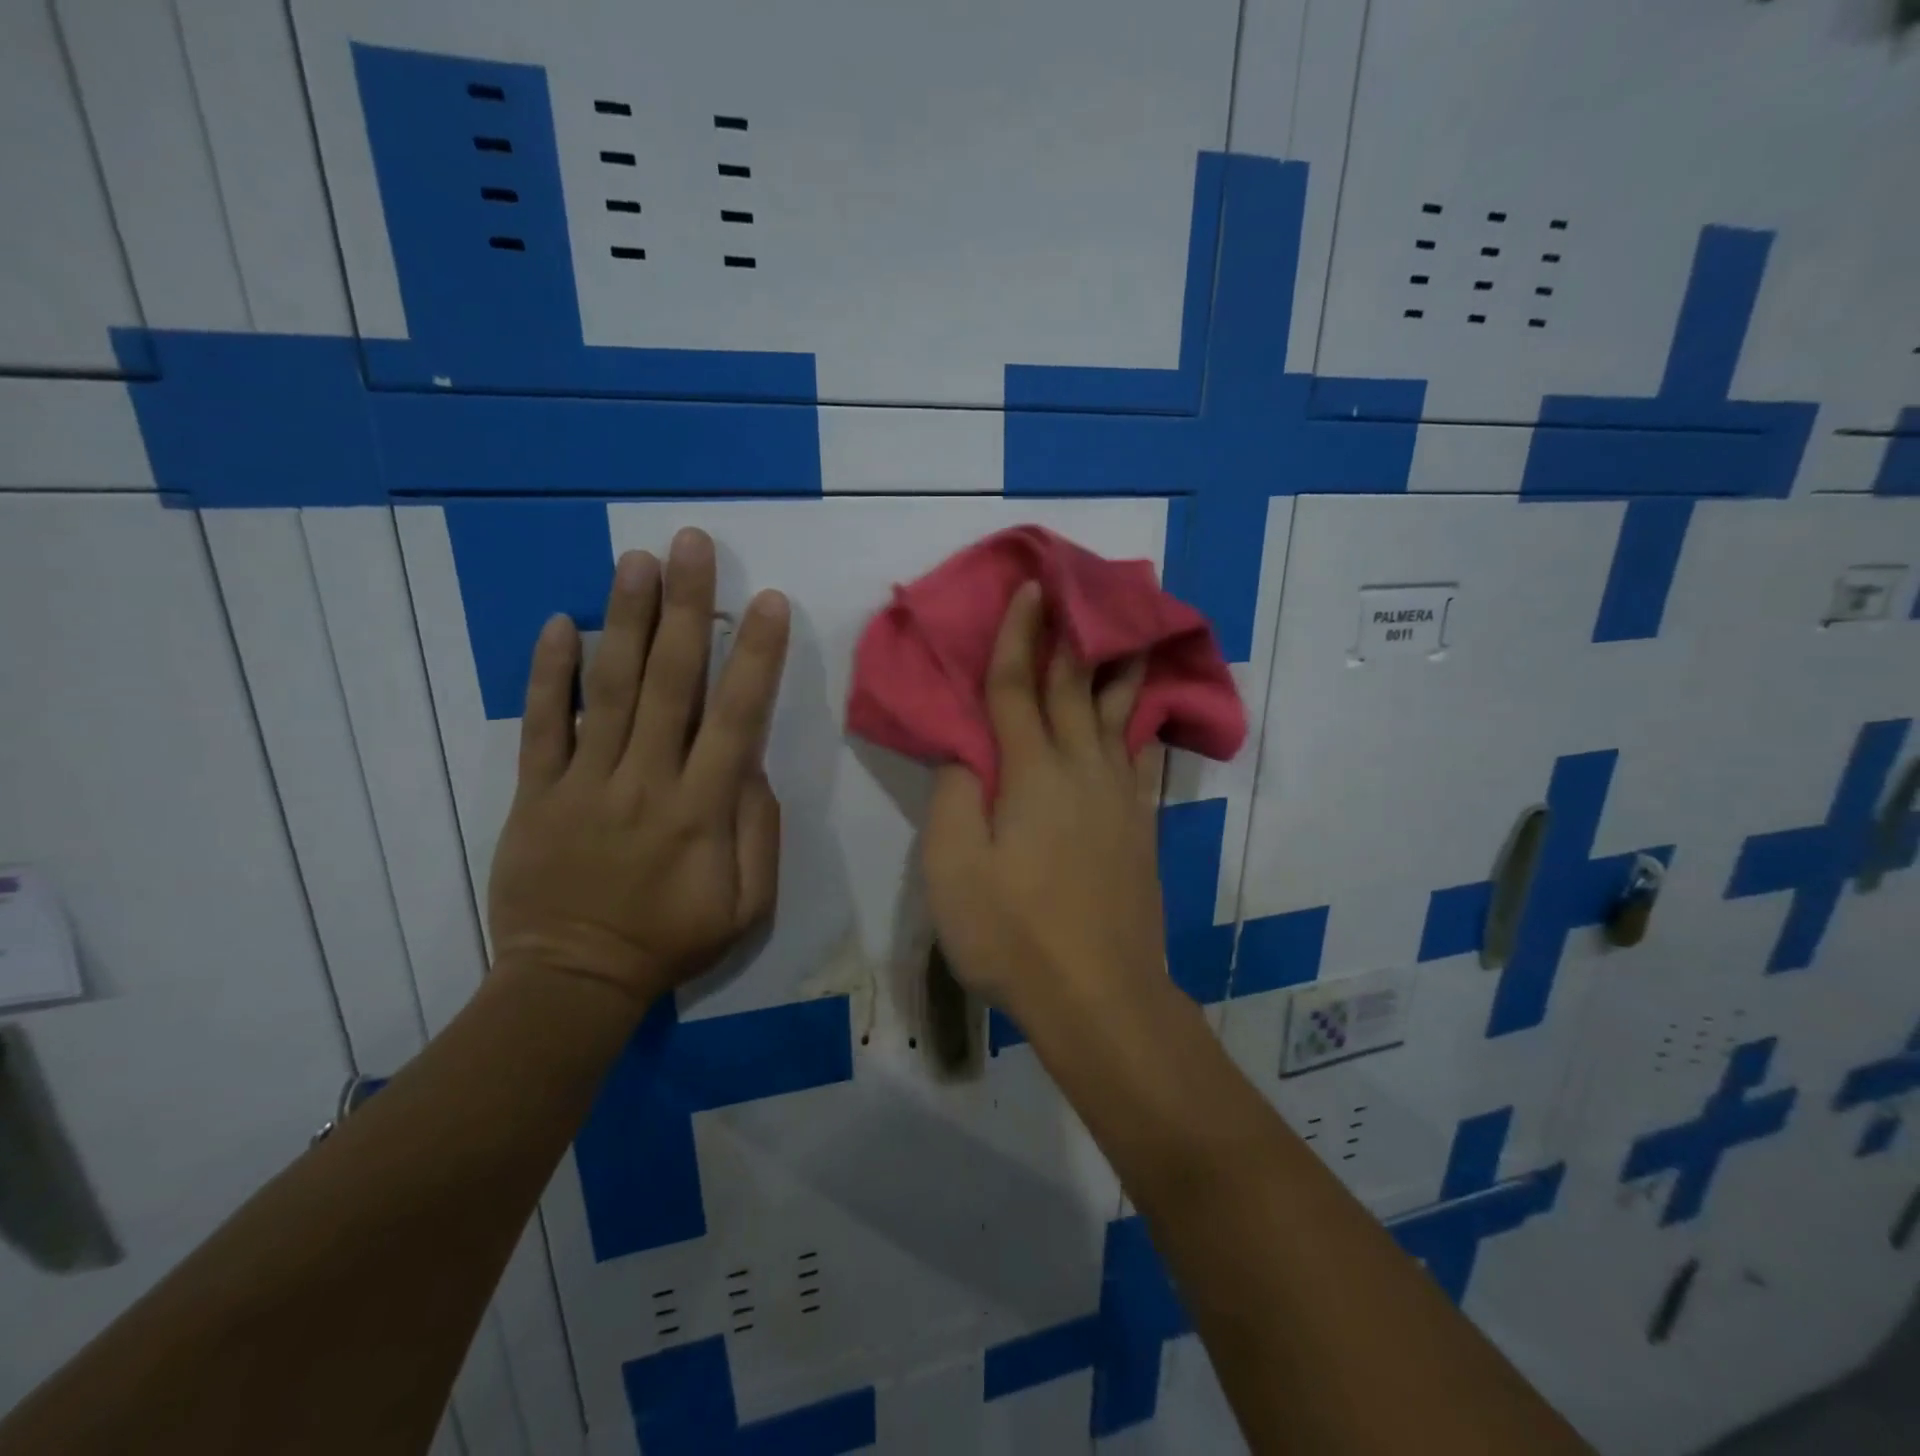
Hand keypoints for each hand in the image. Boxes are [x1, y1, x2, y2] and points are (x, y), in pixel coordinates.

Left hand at [488, 528, 789, 1008]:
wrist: (572, 982)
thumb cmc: (672, 941)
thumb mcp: (746, 905)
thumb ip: (759, 831)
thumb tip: (750, 764)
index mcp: (702, 810)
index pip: (736, 718)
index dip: (755, 657)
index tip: (768, 601)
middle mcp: (645, 782)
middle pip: (671, 683)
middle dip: (687, 609)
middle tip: (692, 545)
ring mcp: (584, 783)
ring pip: (610, 690)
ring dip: (626, 621)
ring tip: (638, 561)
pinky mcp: (535, 792)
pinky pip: (542, 726)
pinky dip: (548, 674)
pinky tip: (560, 622)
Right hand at [922, 581, 1165, 1023]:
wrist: (1098, 994)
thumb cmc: (1013, 933)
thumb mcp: (953, 870)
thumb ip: (955, 799)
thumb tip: (965, 753)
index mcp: (1031, 774)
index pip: (1017, 688)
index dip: (1017, 635)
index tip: (1029, 588)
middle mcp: (1081, 770)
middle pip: (1075, 688)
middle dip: (1070, 636)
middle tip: (1076, 590)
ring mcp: (1119, 797)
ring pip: (1119, 715)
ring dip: (1118, 668)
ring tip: (1128, 633)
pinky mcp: (1140, 826)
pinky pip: (1142, 758)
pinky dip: (1142, 726)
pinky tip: (1145, 716)